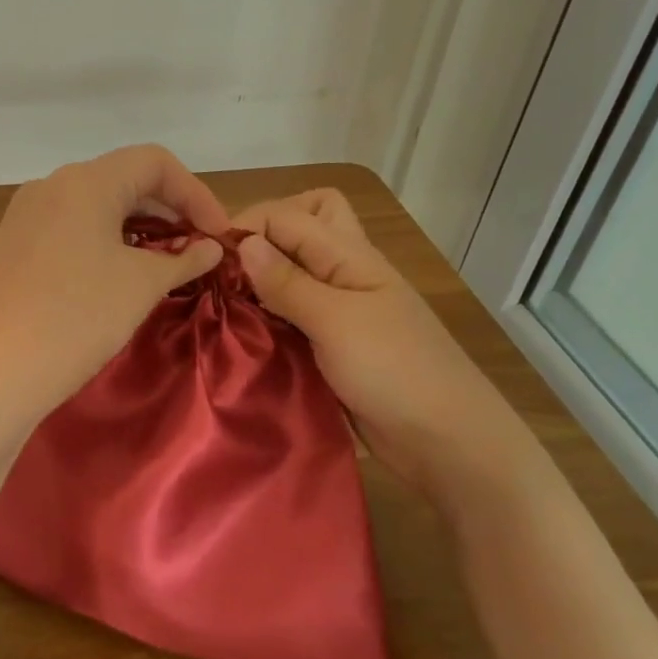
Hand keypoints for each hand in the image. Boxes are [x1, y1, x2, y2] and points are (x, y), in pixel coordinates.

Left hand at [0, 144, 230, 431]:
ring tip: (164, 264)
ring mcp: (27, 213)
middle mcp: (52, 185)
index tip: (218, 236)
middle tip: (198, 250)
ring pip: (95, 204)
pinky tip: (118, 273)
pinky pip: (70, 226)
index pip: (155, 162)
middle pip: (124, 179)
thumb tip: (210, 248)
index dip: (195, 193)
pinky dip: (103, 240)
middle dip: (168, 210)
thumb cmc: (78, 317)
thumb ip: (183, 259)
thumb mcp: (141, 285)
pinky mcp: (14, 244)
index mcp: (86, 181)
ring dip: (137, 226)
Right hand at [235, 189, 541, 511]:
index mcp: (350, 255)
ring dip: (264, 274)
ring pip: (297, 266)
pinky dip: (270, 310)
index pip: (286, 215)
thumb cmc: (395, 372)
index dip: (246, 227)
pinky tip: (245, 328)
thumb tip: (243, 242)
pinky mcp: (332, 340)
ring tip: (227, 298)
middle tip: (230, 266)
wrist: (447, 442)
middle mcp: (343, 271)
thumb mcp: (336, 322)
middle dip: (263, 232)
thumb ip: (288, 282)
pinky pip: (295, 309)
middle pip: (303, 221)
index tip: (209, 260)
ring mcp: (340, 306)